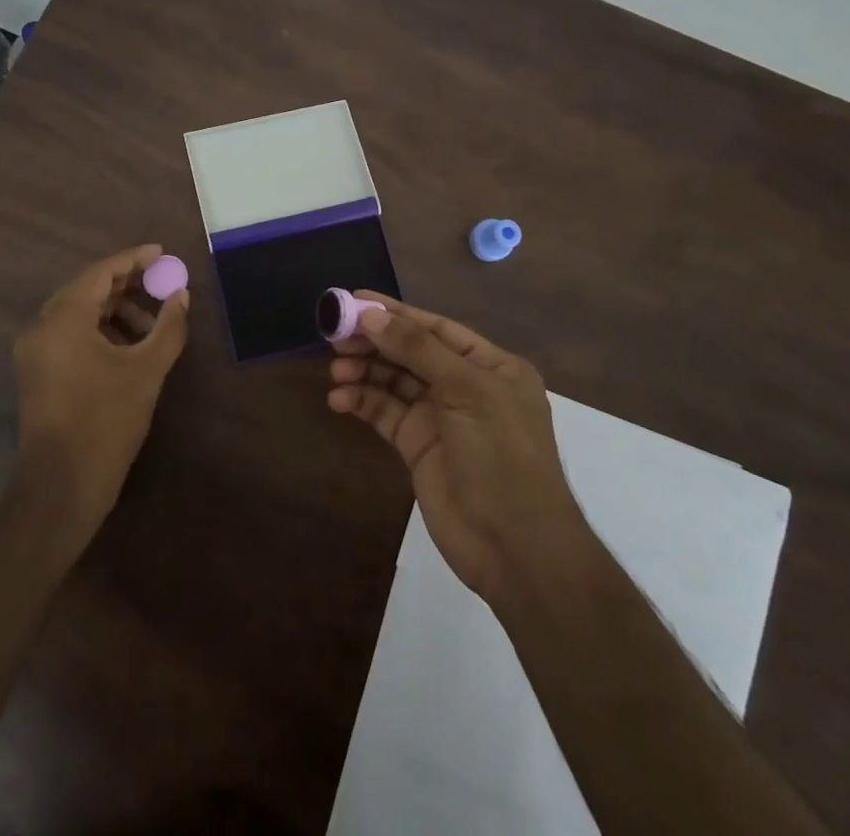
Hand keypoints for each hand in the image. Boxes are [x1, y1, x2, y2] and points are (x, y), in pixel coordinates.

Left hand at [11, 245, 190, 544]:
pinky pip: (69, 333)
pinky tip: (128, 344)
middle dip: (126, 283)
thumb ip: (168, 327)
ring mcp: (34, 350)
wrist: (61, 488)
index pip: (100, 273)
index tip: (162, 253)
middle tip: (161, 281)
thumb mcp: (146, 372)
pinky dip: (98, 329)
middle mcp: (41, 327)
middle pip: (86, 288)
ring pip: (77, 311)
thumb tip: (181, 296)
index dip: (133, 259)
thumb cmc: (106, 423)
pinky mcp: (36, 371)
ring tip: (151, 321)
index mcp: (63, 320)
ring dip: (114, 308)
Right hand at [328, 294, 594, 607]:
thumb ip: (417, 349)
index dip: (395, 313)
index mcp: (491, 366)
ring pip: (394, 381)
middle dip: (374, 342)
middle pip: (410, 352)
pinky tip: (339, 399)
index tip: (353, 300)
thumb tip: (371, 314)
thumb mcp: (466, 391)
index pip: (435, 328)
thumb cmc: (500, 455)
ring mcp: (440, 417)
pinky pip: (385, 412)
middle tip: (335, 336)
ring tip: (335, 370)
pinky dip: (361, 401)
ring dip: (364, 371)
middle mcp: (465, 385)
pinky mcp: (418, 445)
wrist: (514, 547)